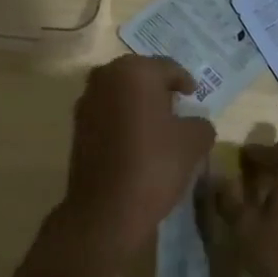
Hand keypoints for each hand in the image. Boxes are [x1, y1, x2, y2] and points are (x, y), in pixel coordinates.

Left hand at [62, 54, 215, 250]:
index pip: (167, 68)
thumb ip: (200, 123)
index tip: (193, 94)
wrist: (106, 208)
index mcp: (135, 71)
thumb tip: (194, 123)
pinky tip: (136, 139)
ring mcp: (86, 102)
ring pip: (119, 94)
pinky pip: (106, 113)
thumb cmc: (155, 164)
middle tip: (176, 104)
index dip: (184, 80)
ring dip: (137, 103)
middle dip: (157, 88)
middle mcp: (105, 77)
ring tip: (157, 123)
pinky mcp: (77, 127)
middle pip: (139, 76)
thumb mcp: (194, 142)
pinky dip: (122, 119)